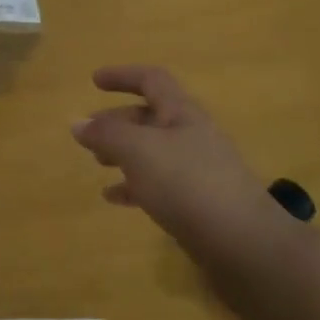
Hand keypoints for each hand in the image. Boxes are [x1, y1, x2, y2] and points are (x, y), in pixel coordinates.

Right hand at [71, 65, 270, 242]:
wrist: (242, 243)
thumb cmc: (187, 183)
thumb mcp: (138, 151)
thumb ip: (106, 134)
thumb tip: (77, 122)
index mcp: (182, 113)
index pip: (151, 80)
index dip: (123, 76)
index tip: (94, 81)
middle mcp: (192, 135)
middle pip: (150, 117)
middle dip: (117, 120)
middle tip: (89, 132)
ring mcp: (198, 170)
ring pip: (152, 151)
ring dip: (123, 152)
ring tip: (97, 163)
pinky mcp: (198, 202)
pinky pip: (159, 184)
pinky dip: (134, 185)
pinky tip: (114, 198)